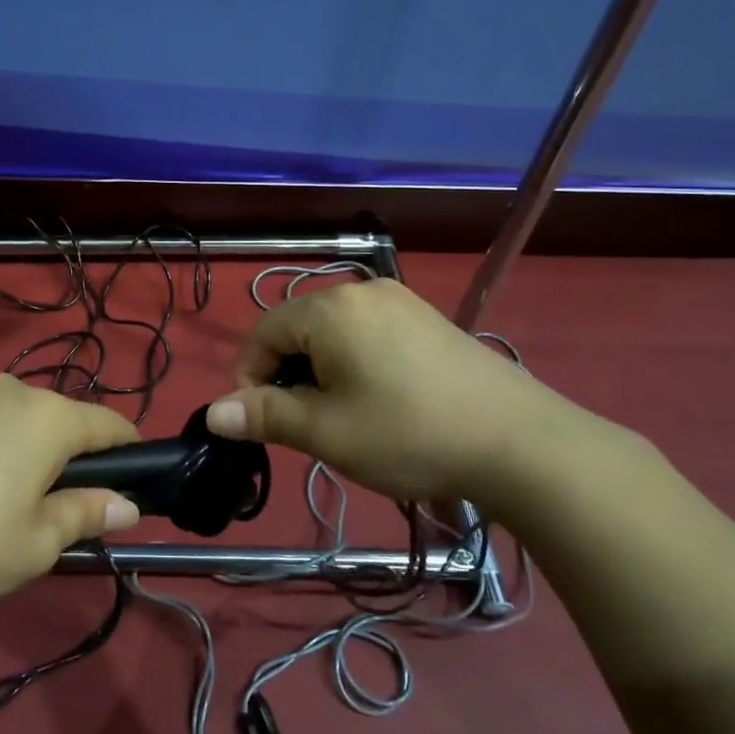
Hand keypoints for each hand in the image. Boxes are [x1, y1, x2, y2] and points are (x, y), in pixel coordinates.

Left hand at [0, 375, 142, 607]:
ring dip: (12, 442)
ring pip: (5, 414)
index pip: (108, 424)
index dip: (127, 447)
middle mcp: (6, 389)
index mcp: (46, 418)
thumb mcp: (36, 543)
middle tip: (49, 501)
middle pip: (53, 416)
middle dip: (62, 451)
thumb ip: (86, 515)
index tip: (132, 472)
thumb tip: (127, 505)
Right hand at [203, 279, 593, 512]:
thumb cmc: (408, 434)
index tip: (265, 423)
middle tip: (310, 425)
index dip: (250, 378)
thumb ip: (264, 414)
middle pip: (298, 329)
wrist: (521, 444)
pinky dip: (357, 363)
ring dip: (322, 372)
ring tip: (347, 417)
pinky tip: (383, 400)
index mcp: (330, 307)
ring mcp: (400, 301)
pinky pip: (369, 333)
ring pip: (334, 333)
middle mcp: (362, 290)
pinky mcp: (427, 319)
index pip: (263, 333)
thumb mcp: (326, 430)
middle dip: (290, 375)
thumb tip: (213, 413)